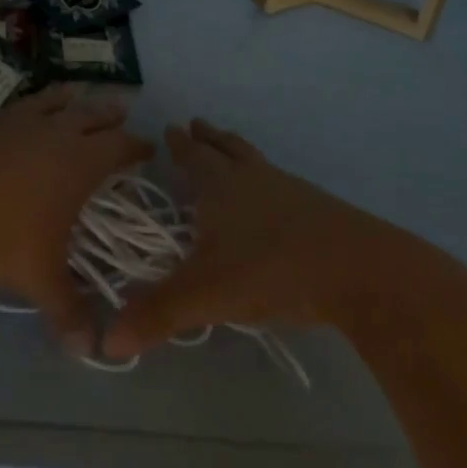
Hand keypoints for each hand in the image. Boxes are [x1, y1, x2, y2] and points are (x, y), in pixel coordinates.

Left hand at [0, 85, 151, 350]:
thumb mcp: (38, 279)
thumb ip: (67, 311)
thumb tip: (88, 351)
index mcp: (79, 162)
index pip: (121, 145)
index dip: (137, 146)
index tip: (148, 148)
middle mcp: (53, 132)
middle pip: (91, 113)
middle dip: (110, 113)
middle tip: (122, 110)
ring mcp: (14, 121)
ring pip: (51, 100)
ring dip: (68, 98)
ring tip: (76, 93)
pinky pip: (11, 110)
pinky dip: (23, 111)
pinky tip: (15, 119)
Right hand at [102, 119, 404, 358]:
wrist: (359, 270)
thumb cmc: (272, 270)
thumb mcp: (206, 295)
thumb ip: (158, 315)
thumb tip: (107, 343)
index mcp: (221, 188)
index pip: (194, 158)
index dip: (180, 145)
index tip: (171, 127)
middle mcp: (254, 179)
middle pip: (227, 149)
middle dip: (209, 138)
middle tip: (197, 124)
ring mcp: (291, 190)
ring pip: (257, 162)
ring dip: (239, 153)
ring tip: (232, 151)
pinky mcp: (319, 209)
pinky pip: (283, 184)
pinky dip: (268, 182)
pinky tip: (274, 200)